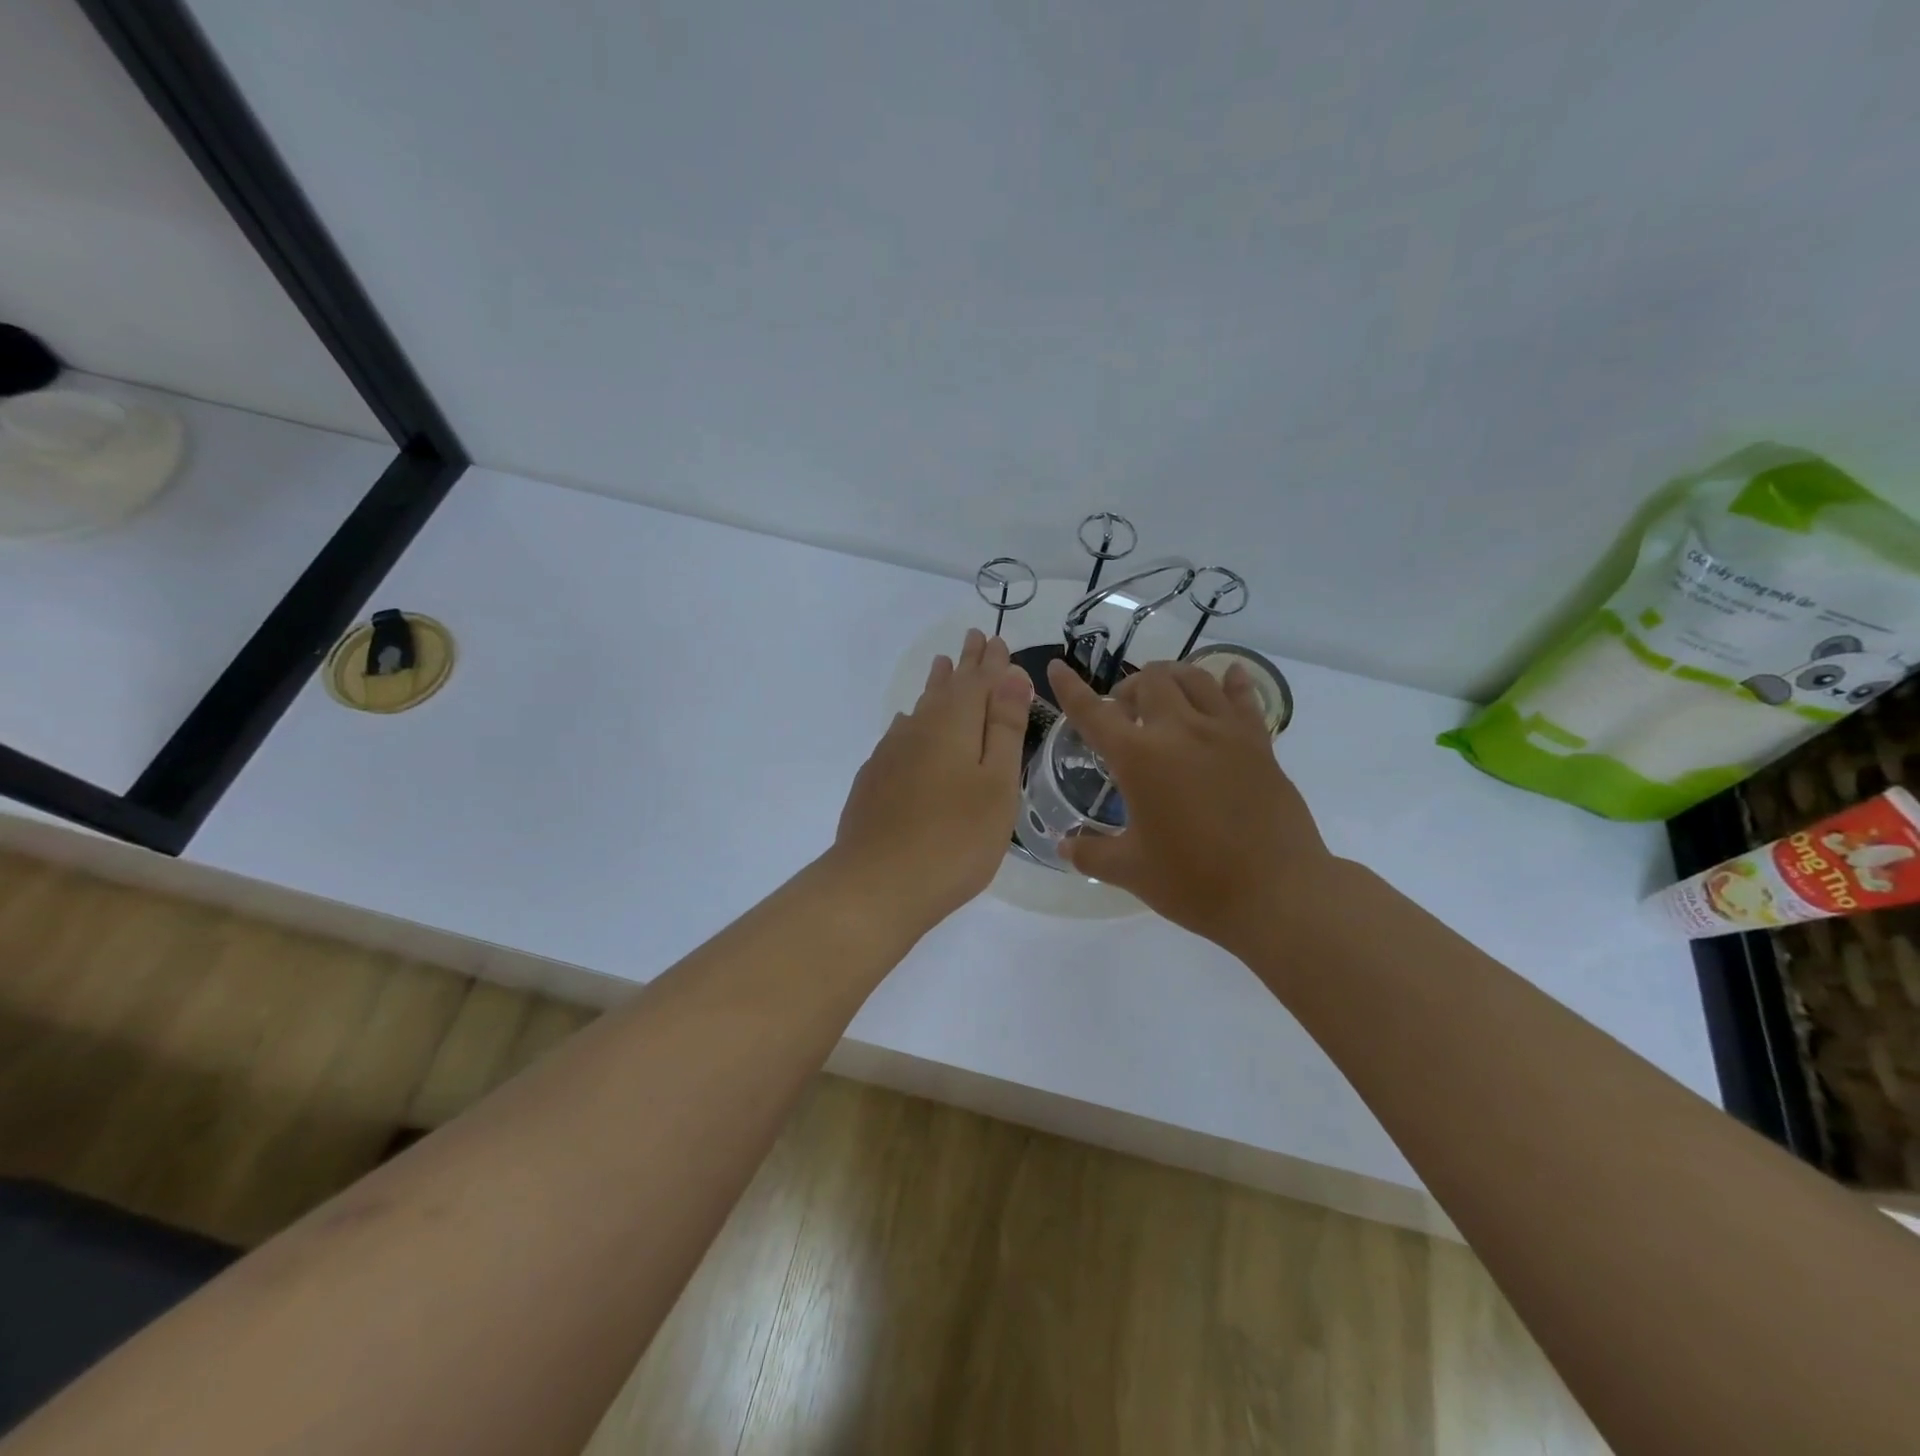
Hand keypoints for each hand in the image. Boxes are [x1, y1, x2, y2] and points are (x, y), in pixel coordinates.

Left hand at [831, 629, 1032, 935]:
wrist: (876, 884)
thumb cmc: (955, 839)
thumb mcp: (996, 784)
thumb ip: (1003, 728)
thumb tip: (1010, 675)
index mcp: (953, 725)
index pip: (978, 681)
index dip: (992, 662)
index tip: (998, 639)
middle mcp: (918, 729)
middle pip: (946, 688)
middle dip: (964, 664)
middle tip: (973, 639)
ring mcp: (890, 754)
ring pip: (920, 708)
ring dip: (936, 686)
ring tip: (942, 666)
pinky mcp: (874, 779)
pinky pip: (900, 734)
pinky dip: (913, 720)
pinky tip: (908, 724)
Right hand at [1046, 657, 1336, 956]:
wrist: (1277, 893)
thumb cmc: (1194, 882)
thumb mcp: (1131, 871)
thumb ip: (1091, 853)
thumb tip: (1064, 846)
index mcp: (1139, 757)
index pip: (1093, 712)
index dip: (1071, 689)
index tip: (1057, 667)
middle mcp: (1180, 731)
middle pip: (1150, 680)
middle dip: (1130, 688)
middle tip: (1125, 714)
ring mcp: (1224, 732)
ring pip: (1196, 678)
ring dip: (1173, 679)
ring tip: (1166, 698)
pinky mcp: (1259, 744)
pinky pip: (1244, 698)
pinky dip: (1232, 683)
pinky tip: (1230, 677)